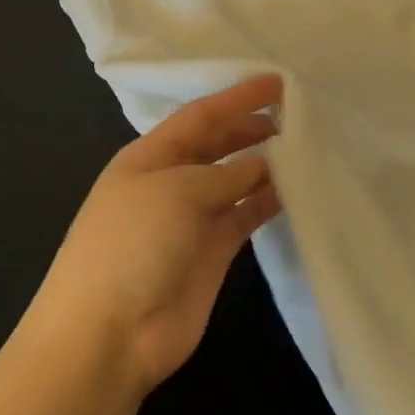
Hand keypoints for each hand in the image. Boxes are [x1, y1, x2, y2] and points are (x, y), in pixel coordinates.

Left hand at [30, 74, 283, 397]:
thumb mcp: (175, 192)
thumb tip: (264, 163)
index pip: (198, 117)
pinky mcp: (212, 253)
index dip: (236, 98)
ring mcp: (190, 220)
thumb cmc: (131, 245)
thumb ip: (224, 173)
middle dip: (250, 127)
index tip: (278, 82)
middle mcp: (169, 182)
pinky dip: (267, 202)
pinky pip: (244, 216)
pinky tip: (294, 189)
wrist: (109, 333)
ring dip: (264, 164)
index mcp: (148, 157)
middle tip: (297, 114)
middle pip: (216, 145)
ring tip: (305, 147)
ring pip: (234, 181)